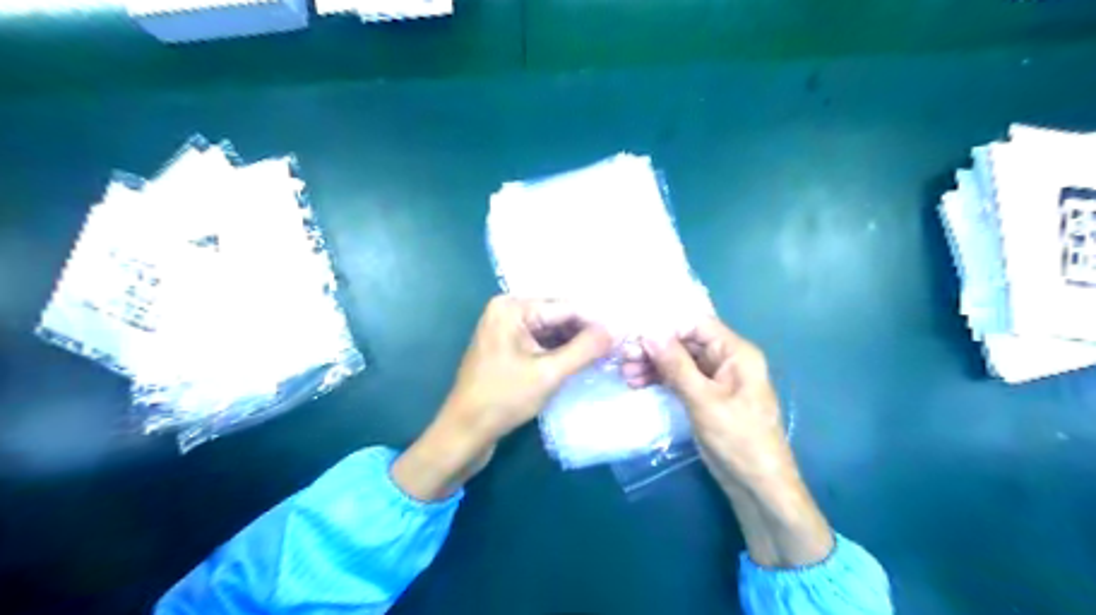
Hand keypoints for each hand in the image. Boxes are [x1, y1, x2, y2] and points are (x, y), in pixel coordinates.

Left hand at [392, 296, 613, 501]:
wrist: (464, 432)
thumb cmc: (503, 399)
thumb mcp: (549, 373)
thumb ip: (584, 349)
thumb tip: (616, 330)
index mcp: (512, 307)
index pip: (566, 307)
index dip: (596, 322)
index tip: (624, 335)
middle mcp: (507, 310)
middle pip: (558, 316)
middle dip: (586, 332)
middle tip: (617, 348)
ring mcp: (505, 328)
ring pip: (551, 330)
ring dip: (574, 343)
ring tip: (604, 356)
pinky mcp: (506, 347)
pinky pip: (540, 342)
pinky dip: (559, 352)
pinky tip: (580, 362)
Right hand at [625, 321, 831, 569]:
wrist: (758, 486)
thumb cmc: (738, 439)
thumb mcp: (703, 400)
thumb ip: (676, 365)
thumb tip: (650, 332)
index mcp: (736, 353)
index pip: (696, 325)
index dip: (665, 328)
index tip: (635, 338)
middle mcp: (726, 360)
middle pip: (685, 342)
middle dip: (655, 349)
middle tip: (625, 359)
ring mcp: (716, 379)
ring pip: (679, 361)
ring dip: (653, 365)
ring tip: (626, 375)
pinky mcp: (706, 397)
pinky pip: (680, 379)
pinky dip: (660, 380)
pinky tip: (638, 383)